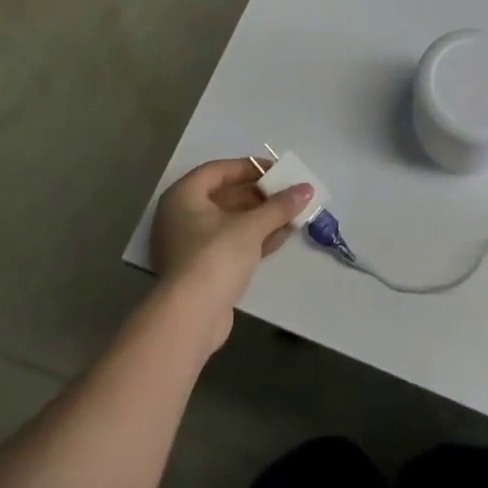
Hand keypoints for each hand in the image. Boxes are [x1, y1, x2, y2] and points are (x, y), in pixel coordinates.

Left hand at [151, 159, 310, 347]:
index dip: (250, 168)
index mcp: (183, 196)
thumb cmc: (215, 257)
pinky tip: (282, 236)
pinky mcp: (201, 271)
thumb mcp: (251, 226)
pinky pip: (230, 244)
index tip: (277, 171)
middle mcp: (181, 216)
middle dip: (260, 196)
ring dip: (261, 218)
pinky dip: (253, 239)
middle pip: (226, 196)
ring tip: (292, 214)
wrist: (190, 319)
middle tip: (288, 193)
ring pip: (230, 222)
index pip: (220, 170)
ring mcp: (189, 246)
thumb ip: (279, 206)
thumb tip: (307, 189)